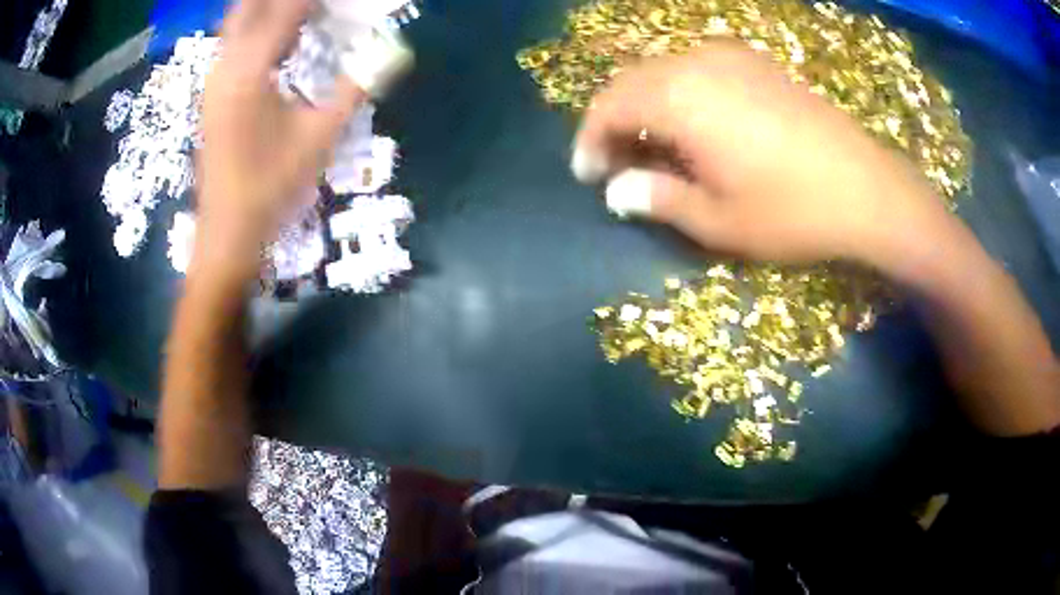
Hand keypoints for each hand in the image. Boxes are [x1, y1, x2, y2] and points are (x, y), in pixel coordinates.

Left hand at [196, 0, 364, 268]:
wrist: (227, 234)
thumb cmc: (271, 188)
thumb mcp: (319, 137)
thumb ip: (355, 87)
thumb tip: (395, 53)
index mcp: (249, 70)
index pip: (286, 9)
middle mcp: (225, 66)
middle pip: (250, 6)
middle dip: (283, 1)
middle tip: (320, 6)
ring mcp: (214, 81)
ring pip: (239, 23)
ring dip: (270, 10)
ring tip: (308, 14)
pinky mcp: (213, 96)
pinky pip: (235, 44)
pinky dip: (259, 29)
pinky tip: (285, 39)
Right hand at [572, 43, 956, 271]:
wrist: (866, 188)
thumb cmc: (792, 211)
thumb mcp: (719, 222)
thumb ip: (658, 199)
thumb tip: (617, 191)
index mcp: (679, 98)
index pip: (608, 107)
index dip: (590, 140)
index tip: (587, 174)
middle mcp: (695, 63)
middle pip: (630, 82)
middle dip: (613, 121)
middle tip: (616, 163)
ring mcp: (729, 57)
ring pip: (662, 71)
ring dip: (645, 105)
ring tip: (653, 146)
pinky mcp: (755, 62)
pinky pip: (695, 67)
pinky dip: (678, 92)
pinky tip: (694, 122)